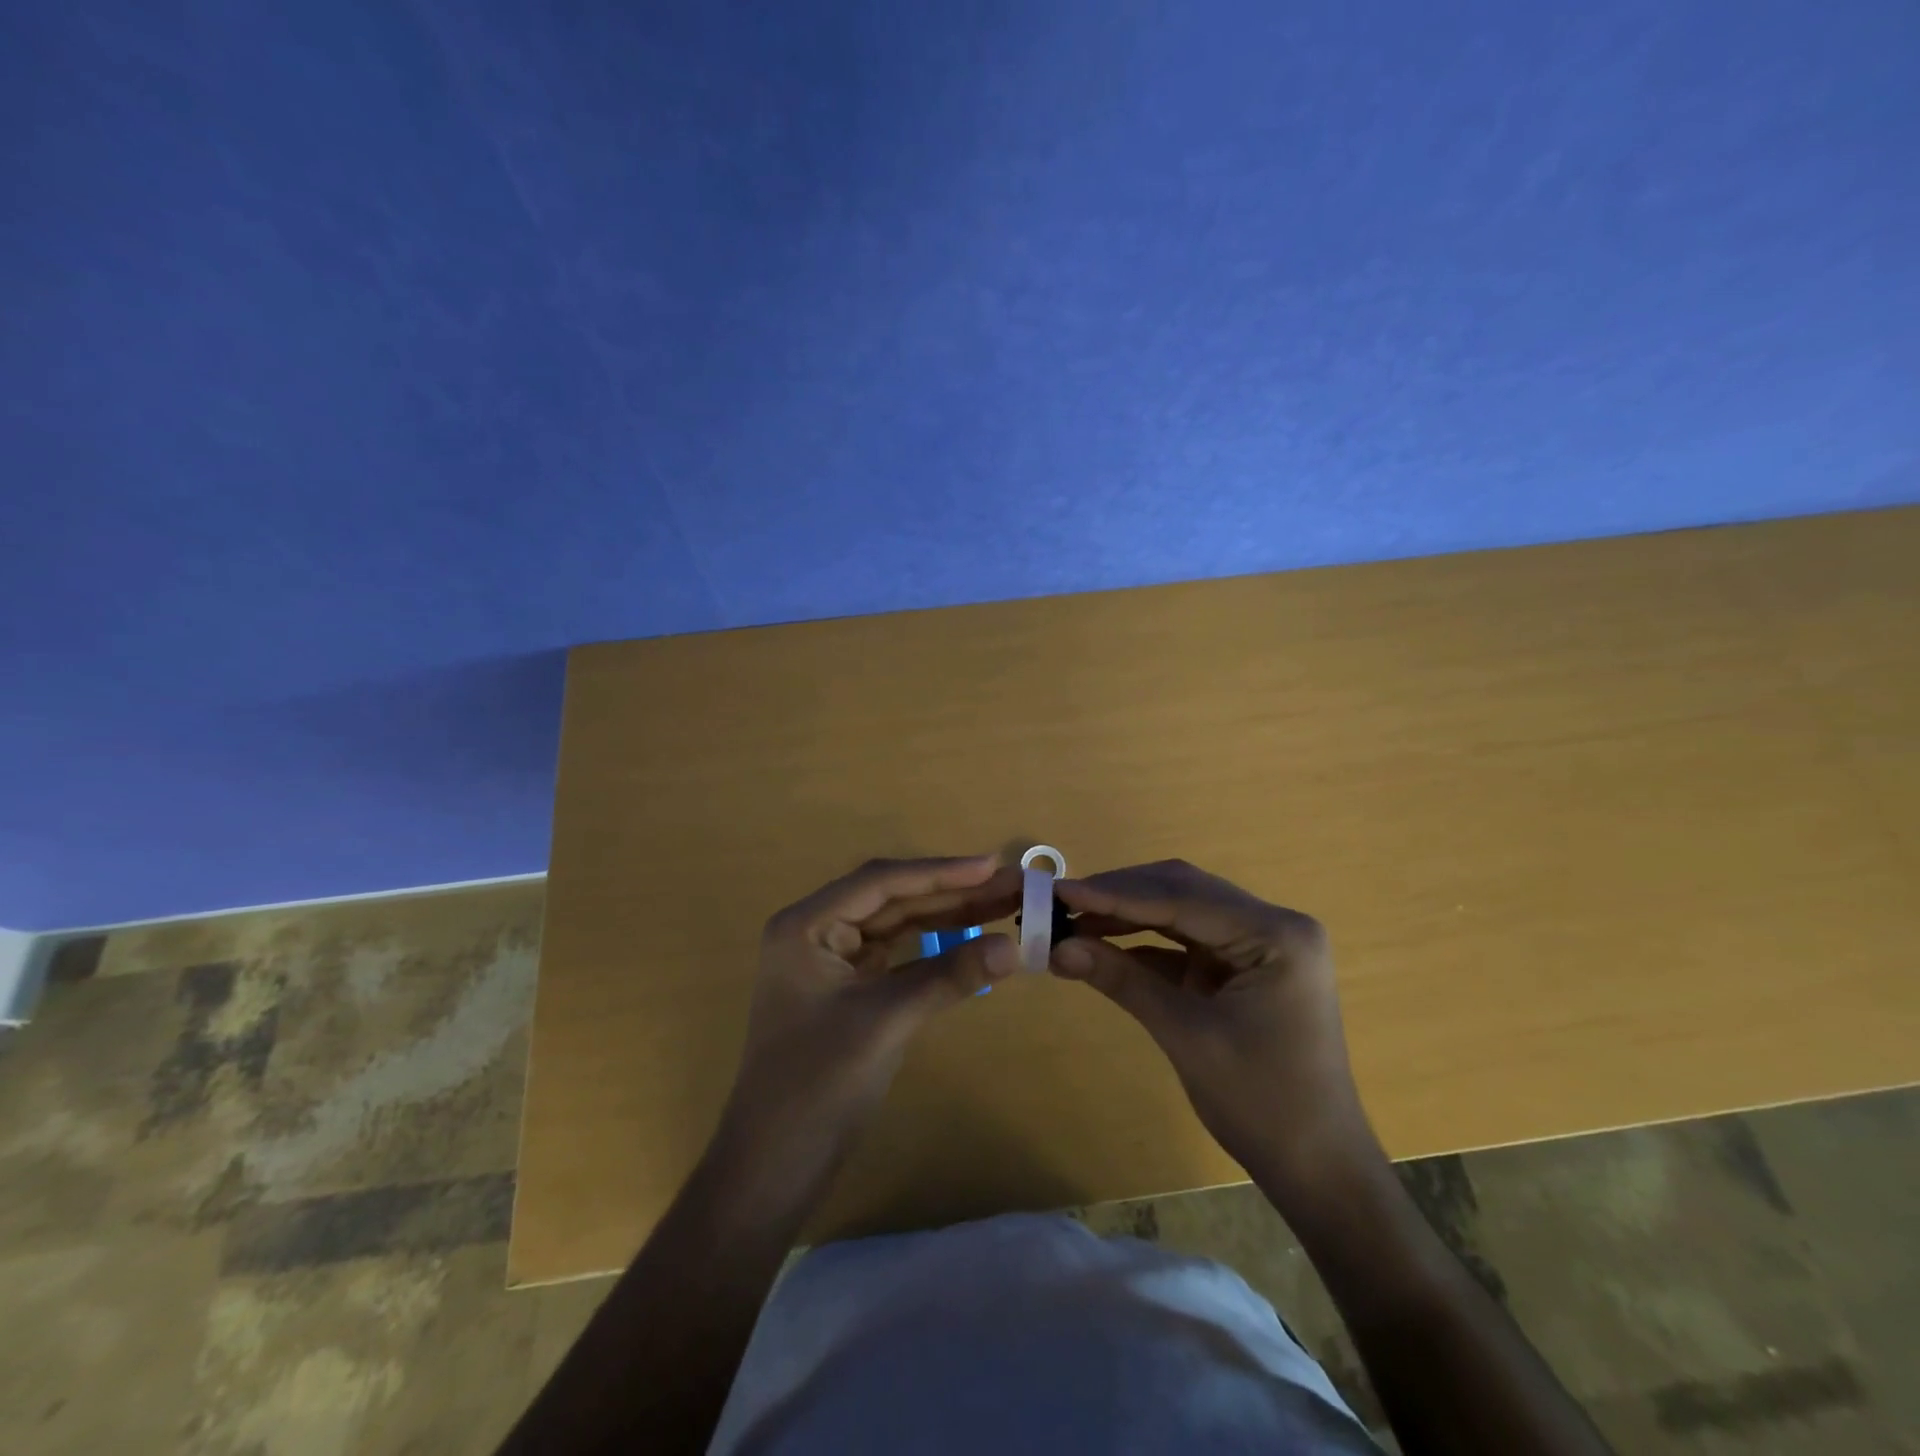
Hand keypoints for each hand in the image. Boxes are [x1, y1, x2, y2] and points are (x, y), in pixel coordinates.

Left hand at [719, 855, 1022, 1188]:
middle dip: (951, 893)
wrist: (773, 1168)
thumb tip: (1015, 947)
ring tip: (1002, 906)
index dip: (940, 872)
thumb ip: (949, 976)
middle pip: (892, 900)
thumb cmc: (817, 1085)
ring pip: (897, 926)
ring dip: (947, 916)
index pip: (882, 882)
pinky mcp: (848, 990)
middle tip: (1010, 886)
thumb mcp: (887, 1021)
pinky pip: (896, 956)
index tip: (992, 866)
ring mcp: (831, 961)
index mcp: (807, 925)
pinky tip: (969, 940)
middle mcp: (816, 932)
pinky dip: (933, 949)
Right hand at [1051, 860, 1381, 1201]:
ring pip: (1180, 910)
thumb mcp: (1186, 1035)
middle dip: (1119, 896)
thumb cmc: (1262, 1103)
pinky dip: (1143, 943)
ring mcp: (1257, 943)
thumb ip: (1123, 980)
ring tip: (1072, 920)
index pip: (1182, 898)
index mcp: (1276, 933)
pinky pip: (1184, 941)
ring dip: (1127, 915)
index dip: (1115, 893)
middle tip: (1060, 901)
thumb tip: (1057, 947)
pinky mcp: (1240, 965)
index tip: (1059, 890)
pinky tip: (1102, 945)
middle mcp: (1271, 924)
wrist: (1316, 1168)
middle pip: (1182, 891)